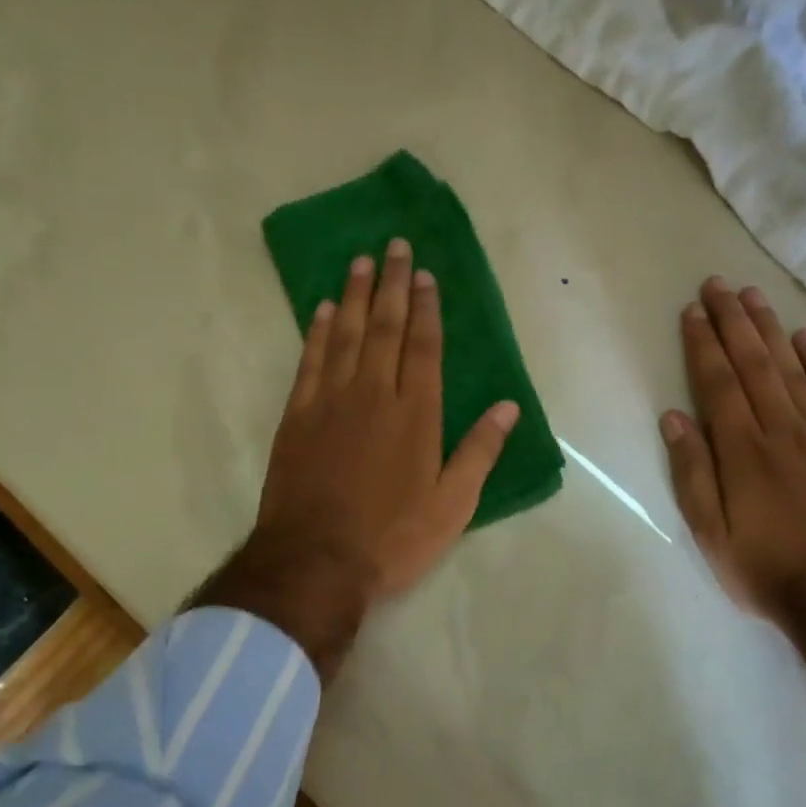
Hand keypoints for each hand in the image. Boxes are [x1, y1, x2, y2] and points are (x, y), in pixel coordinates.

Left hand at [255, 238, 519, 597]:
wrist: (316, 561)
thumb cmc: (393, 537)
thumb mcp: (452, 505)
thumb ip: (480, 451)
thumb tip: (509, 407)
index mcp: (416, 414)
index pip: (423, 346)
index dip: (426, 308)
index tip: (426, 275)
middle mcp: (374, 395)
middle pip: (385, 327)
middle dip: (392, 284)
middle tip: (394, 245)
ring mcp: (330, 402)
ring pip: (346, 335)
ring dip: (356, 295)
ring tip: (361, 261)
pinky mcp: (297, 417)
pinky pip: (310, 360)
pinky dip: (318, 331)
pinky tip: (325, 309)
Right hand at [660, 277, 805, 710]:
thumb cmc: (766, 570)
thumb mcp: (710, 533)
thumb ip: (692, 472)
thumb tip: (674, 418)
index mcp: (742, 451)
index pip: (718, 383)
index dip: (703, 344)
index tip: (692, 312)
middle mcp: (782, 430)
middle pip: (754, 364)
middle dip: (733, 321)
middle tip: (717, 285)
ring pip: (792, 370)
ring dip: (770, 330)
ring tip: (753, 297)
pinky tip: (805, 340)